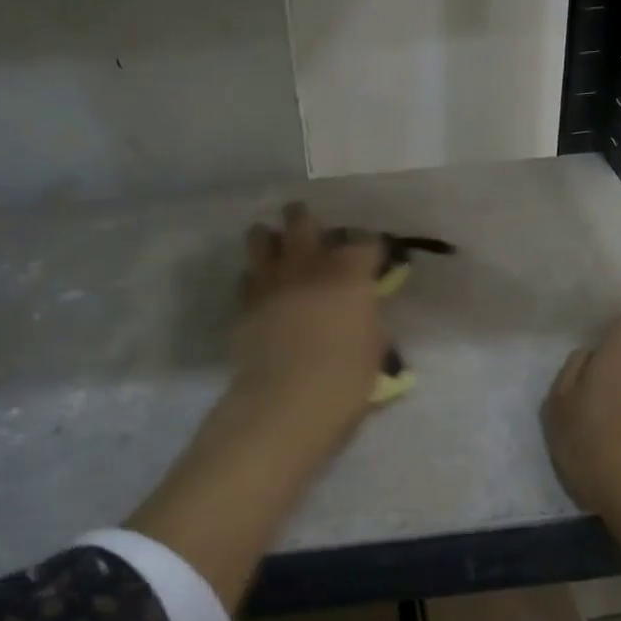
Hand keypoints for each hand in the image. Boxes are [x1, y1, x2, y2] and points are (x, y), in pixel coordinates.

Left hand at [228, 203, 386, 444]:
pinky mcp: (244, 303)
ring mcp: (270, 280)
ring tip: (280, 251)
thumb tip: (364, 314)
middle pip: (302, 219)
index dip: (373, 248)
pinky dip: (256, 278)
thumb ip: (370, 321)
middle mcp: (308, 264)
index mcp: (349, 272)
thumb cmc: (345, 378)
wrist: (286, 401)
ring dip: (272, 239)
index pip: (366, 242)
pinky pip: (247, 276)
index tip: (375, 259)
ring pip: (261, 236)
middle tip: (316, 236)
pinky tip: (265, 291)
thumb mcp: (375, 348)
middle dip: (309, 221)